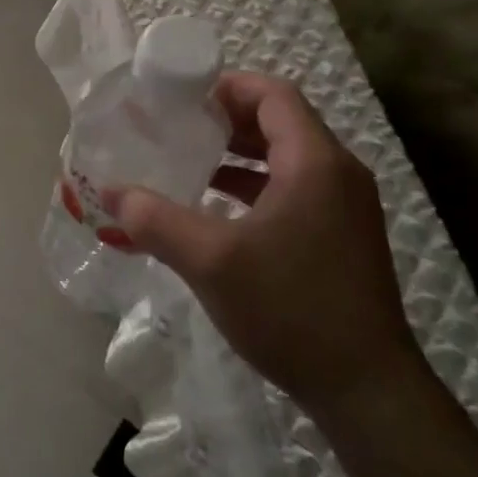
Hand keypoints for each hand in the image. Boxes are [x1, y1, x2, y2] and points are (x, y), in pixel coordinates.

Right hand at [107, 72, 420, 418]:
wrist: (366, 389)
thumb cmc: (290, 308)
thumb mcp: (211, 261)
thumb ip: (156, 220)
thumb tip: (111, 192)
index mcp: (315, 162)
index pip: (273, 95)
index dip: (227, 87)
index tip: (181, 99)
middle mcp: (338, 174)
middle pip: (280, 122)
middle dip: (227, 120)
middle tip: (177, 127)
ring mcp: (345, 208)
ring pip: (287, 158)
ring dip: (240, 155)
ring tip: (190, 163)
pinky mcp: (342, 237)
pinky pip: (295, 189)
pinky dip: (256, 186)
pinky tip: (218, 209)